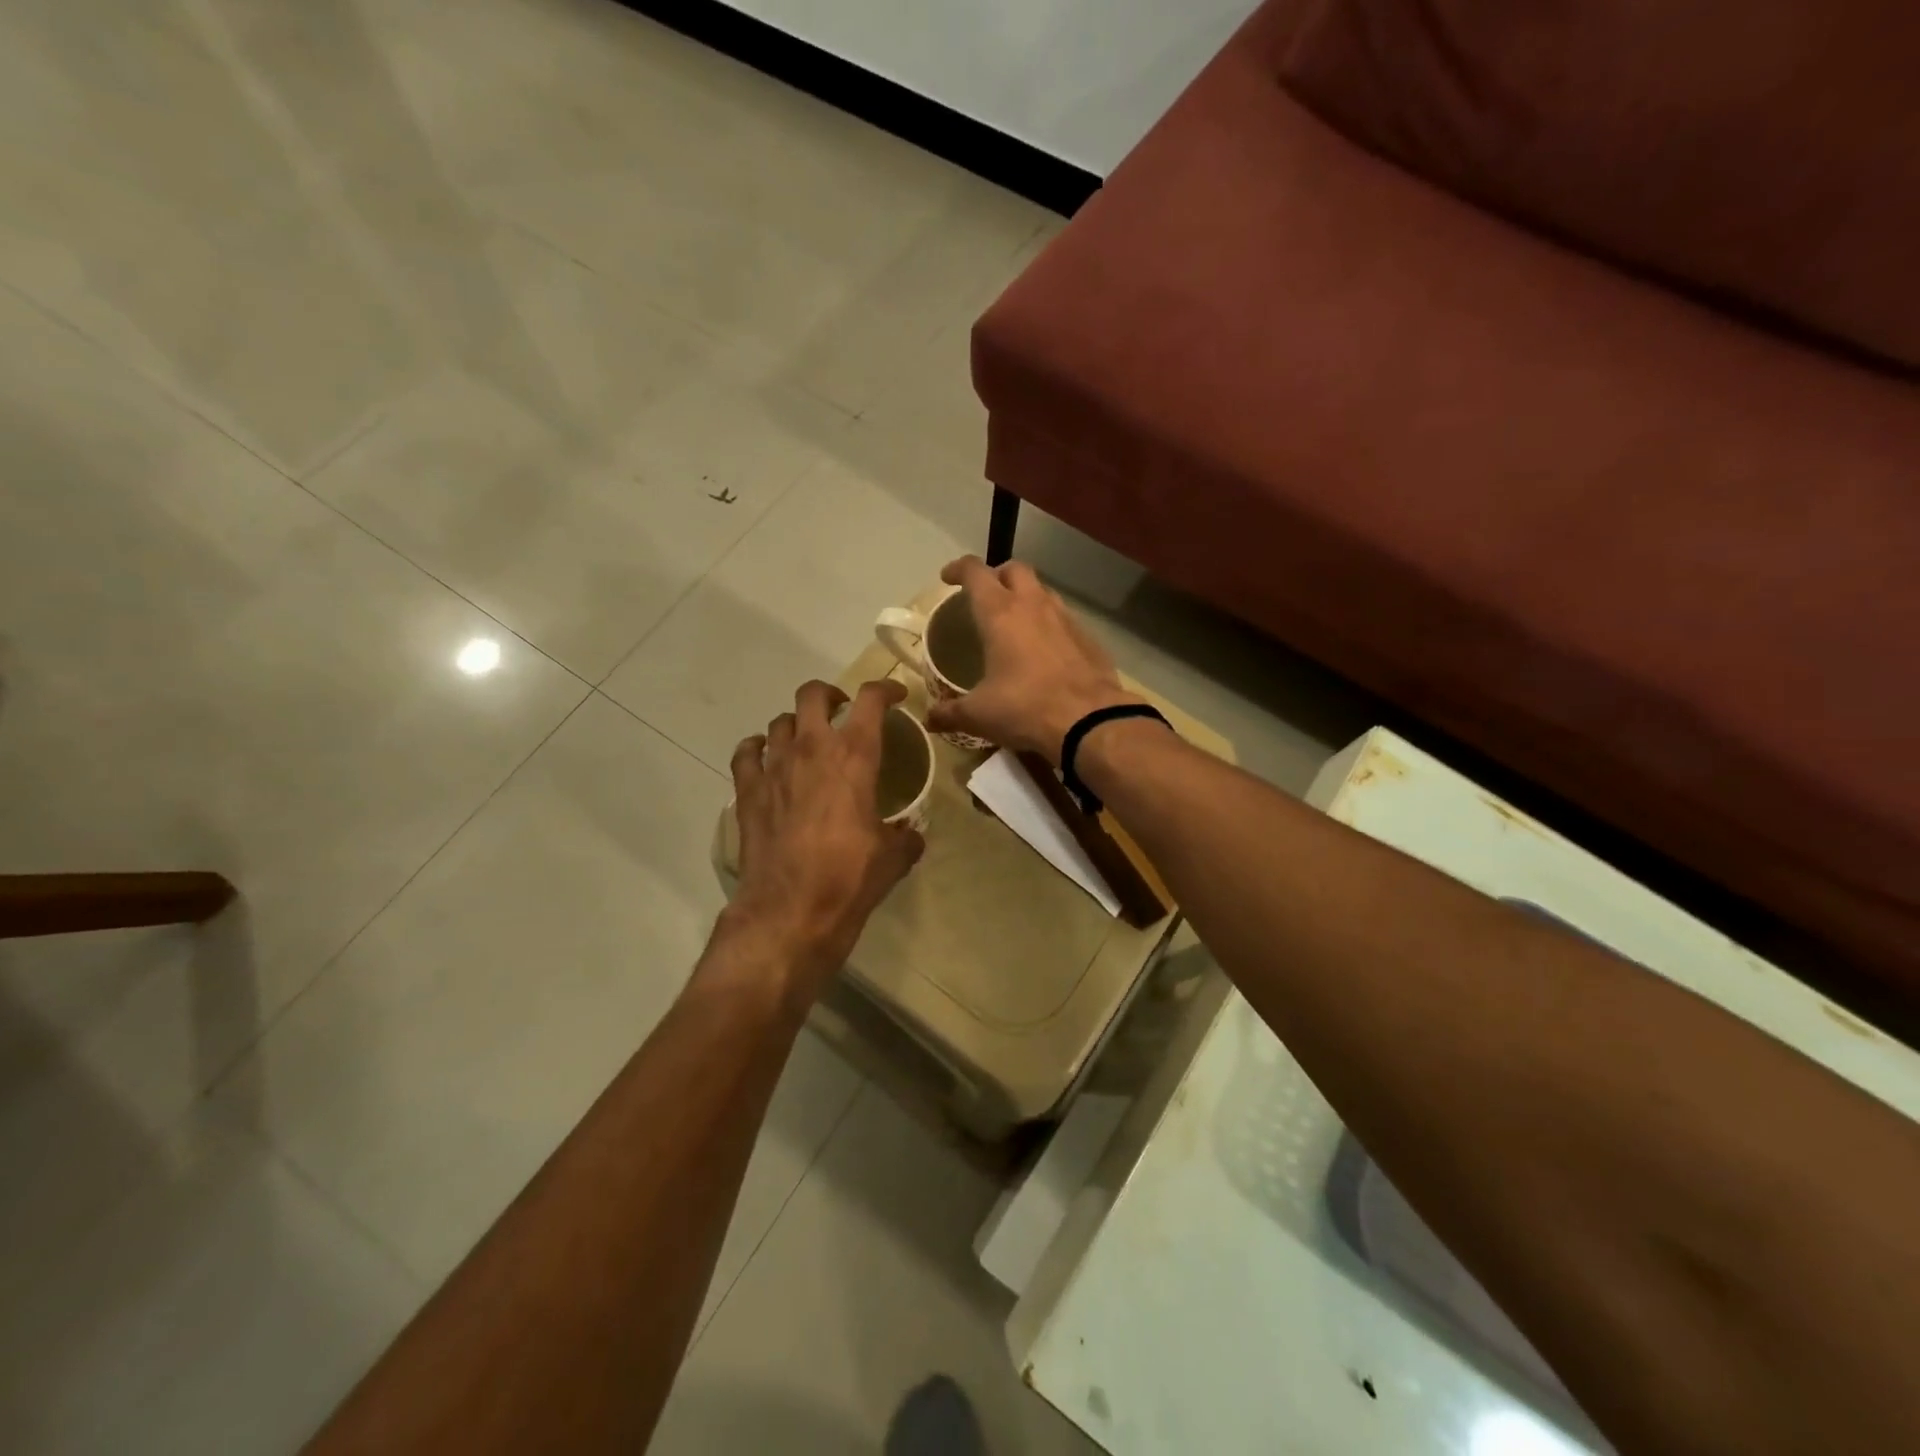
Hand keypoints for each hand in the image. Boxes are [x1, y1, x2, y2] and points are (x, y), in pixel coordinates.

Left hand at [723, 679, 925, 1002]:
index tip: (897, 697)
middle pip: (813, 694)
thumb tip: (912, 834)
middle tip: (842, 711)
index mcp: (854, 756)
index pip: (871, 701)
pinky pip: (746, 753)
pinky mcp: (747, 791)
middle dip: (831, 694)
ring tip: (806, 740)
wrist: (790, 911)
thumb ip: (907, 836)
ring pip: (779, 721)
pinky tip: (765, 757)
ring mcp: (773, 768)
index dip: (886, 690)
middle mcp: (811, 749)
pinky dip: (756, 748)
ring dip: (796, 724)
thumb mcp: (893, 857)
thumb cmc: (849, 878)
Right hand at [927, 557, 1142, 762]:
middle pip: (1015, 569)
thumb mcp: (978, 715)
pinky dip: (1050, 625)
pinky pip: (1065, 619)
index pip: (975, 572)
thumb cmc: (1024, 709)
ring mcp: (1067, 619)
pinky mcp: (1090, 638)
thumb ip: (950, 713)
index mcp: (1000, 613)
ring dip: (1026, 598)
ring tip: (1015, 623)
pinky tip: (1046, 651)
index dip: (958, 569)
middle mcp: (1034, 605)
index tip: (947, 578)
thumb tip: (929, 719)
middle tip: (985, 597)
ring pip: (1043, 591)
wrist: (1090, 722)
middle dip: (997, 575)